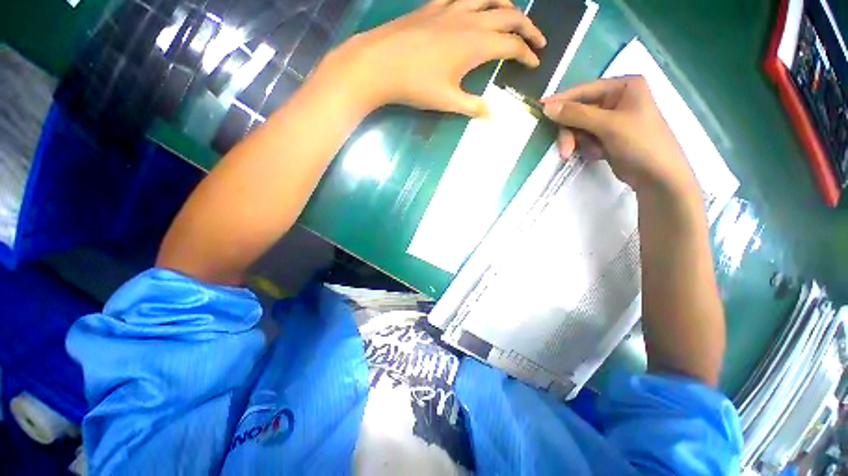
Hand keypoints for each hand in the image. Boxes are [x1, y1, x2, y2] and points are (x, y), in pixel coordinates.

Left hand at [317, 0, 545, 116]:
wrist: (379, 63)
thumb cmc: (415, 85)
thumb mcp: (447, 101)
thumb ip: (473, 106)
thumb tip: (493, 115)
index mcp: (476, 44)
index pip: (512, 45)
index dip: (527, 54)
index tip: (535, 63)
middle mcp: (470, 19)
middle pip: (509, 15)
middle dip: (528, 28)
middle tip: (536, 40)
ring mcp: (451, 8)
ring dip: (507, 6)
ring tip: (512, 18)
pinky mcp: (434, 6)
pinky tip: (476, 6)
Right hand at [541, 76, 697, 194]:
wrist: (658, 176)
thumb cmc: (640, 142)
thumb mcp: (608, 125)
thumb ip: (576, 114)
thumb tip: (547, 107)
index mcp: (623, 86)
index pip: (584, 90)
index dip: (561, 100)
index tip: (540, 108)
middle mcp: (616, 99)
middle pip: (579, 111)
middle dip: (571, 131)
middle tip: (565, 150)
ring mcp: (611, 119)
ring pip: (579, 127)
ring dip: (579, 142)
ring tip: (590, 154)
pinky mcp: (607, 136)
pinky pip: (585, 138)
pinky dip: (587, 147)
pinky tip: (599, 154)